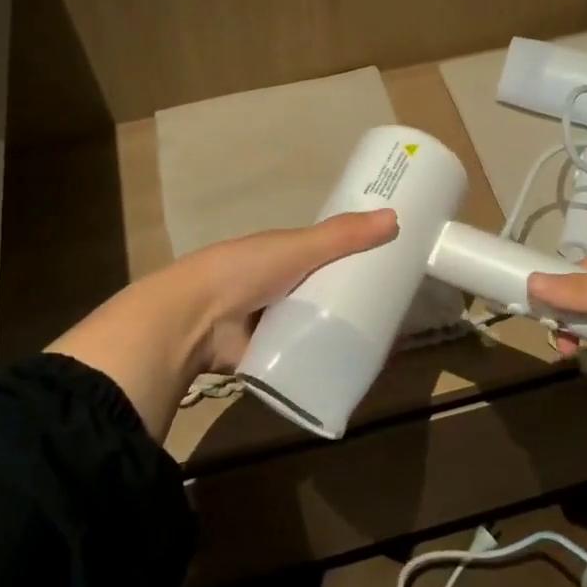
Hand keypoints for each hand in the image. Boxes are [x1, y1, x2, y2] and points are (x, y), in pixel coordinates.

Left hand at [48, 209, 397, 439]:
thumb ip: (341, 235)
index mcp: (277, 256)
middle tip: (392, 314)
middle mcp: (272, 287)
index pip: (322, 255)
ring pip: (311, 328)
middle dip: (349, 302)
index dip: (351, 260)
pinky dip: (321, 362)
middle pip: (320, 293)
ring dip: (337, 334)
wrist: (192, 321)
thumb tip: (395, 217)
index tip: (386, 269)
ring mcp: (265, 324)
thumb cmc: (244, 272)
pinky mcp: (263, 357)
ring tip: (379, 345)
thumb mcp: (296, 247)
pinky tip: (351, 370)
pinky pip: (299, 359)